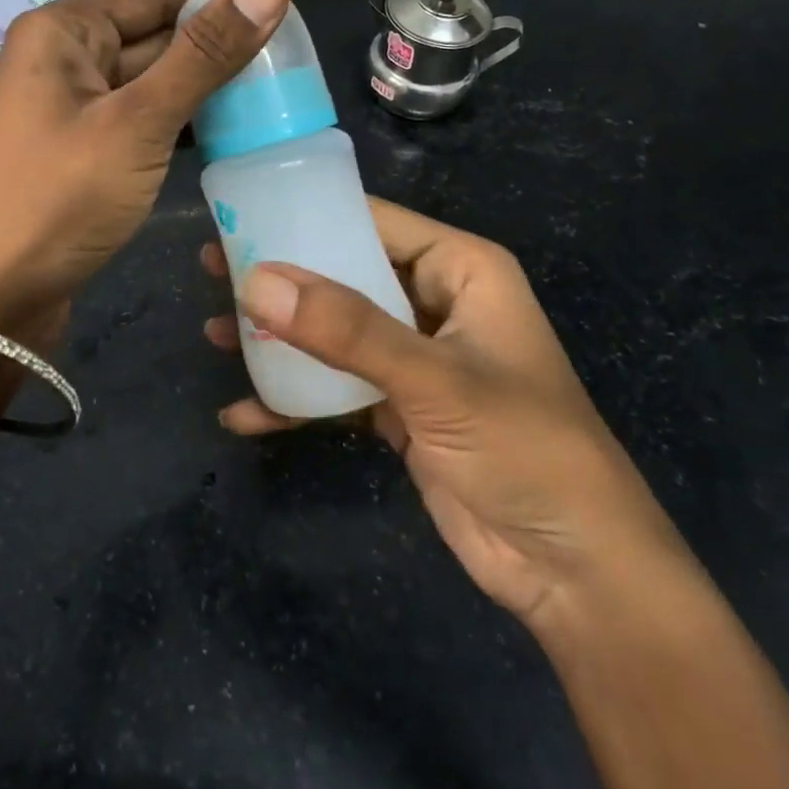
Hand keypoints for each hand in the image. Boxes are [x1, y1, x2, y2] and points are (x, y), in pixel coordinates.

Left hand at [0, 0, 290, 344]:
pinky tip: (228, 131)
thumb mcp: (136, 122)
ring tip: (275, 90)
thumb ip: (204, 55)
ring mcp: (71, 111)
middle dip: (216, 43)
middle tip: (292, 55)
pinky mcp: (81, 155)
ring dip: (204, 86)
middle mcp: (63, 60)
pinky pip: (141, 122)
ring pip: (150, 82)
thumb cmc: (54, 199)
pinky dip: (182, 123)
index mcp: (64, 31)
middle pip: (153, 35)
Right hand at [202, 198, 694, 629]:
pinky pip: (337, 388)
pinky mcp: (399, 409)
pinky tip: (245, 414)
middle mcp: (435, 303)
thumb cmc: (525, 449)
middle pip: (344, 274)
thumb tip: (256, 280)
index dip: (309, 214)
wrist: (576, 573)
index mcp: (460, 270)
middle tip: (212, 270)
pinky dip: (295, 400)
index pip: (374, 221)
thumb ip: (347, 329)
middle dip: (282, 279)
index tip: (241, 216)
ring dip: (279, 338)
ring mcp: (414, 359)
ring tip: (212, 335)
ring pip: (334, 331)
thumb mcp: (435, 381)